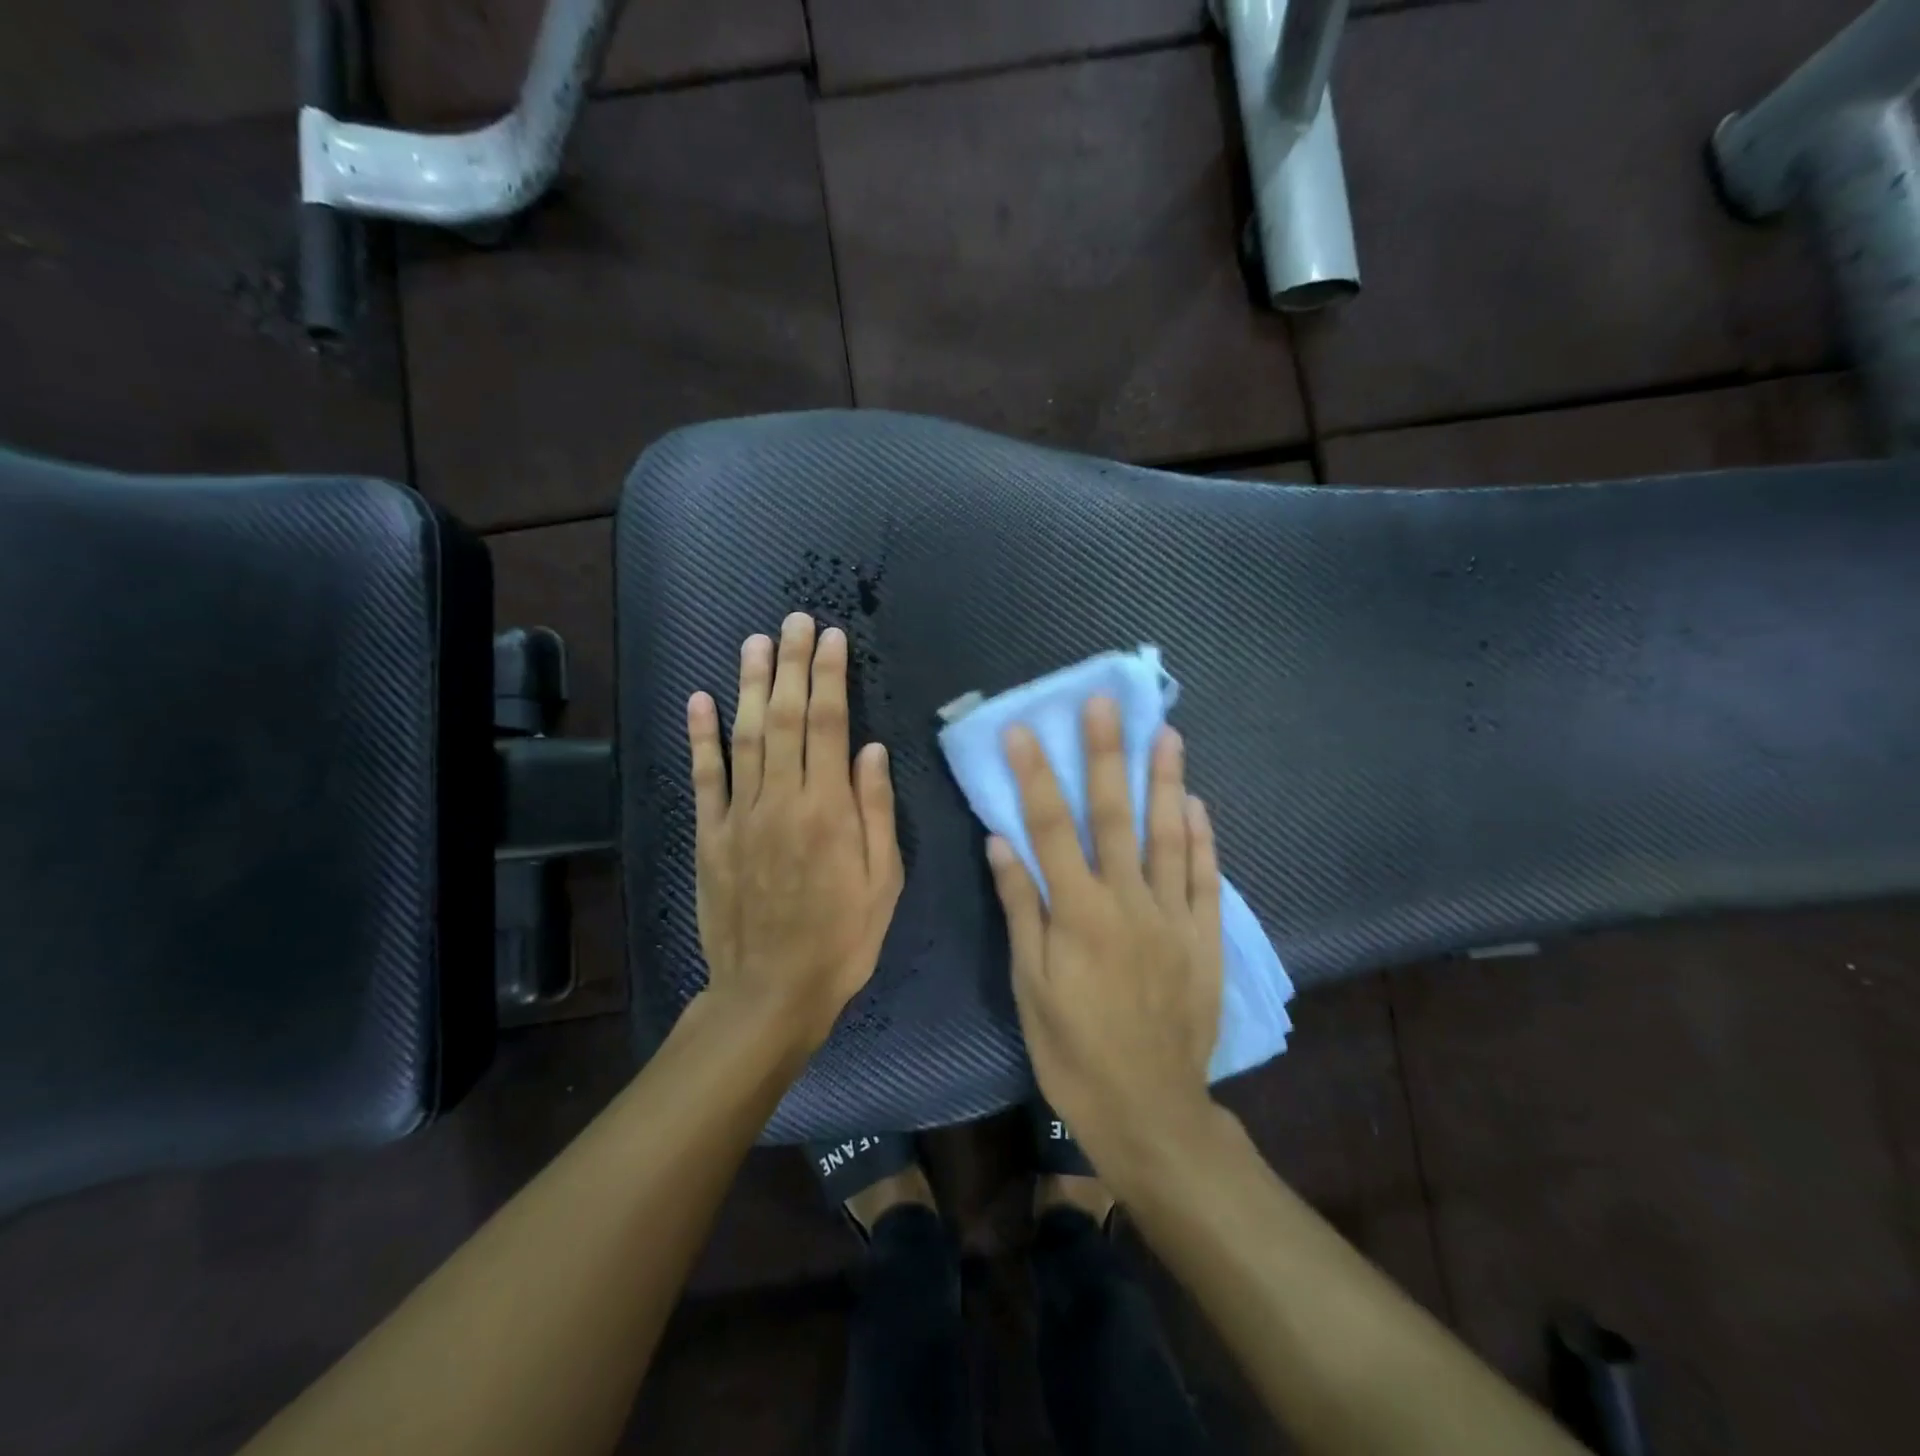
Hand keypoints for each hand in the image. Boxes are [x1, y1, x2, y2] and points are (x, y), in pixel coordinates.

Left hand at [687, 612, 904, 1054]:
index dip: (830, 676)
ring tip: (755, 642)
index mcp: (829, 809)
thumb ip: (876, 810)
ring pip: (744, 735)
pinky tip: (700, 700)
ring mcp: (740, 815)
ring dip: (749, 685)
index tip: (832, 638)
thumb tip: (872, 749)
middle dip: (792, 664)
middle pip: (786, 717)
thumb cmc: (842, 938)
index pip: (830, 724)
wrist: (771, 992)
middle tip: (794, 620)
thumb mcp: (883, 881)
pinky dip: (700, 737)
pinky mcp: (710, 835)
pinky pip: (704, 778)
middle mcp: (782, 799)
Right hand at [987, 698, 1224, 1171]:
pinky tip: (1197, 804)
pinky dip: (1202, 839)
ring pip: (1168, 835)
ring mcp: (1172, 917)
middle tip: (1106, 704)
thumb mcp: (1030, 985)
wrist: (1149, 1109)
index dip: (1035, 775)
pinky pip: (1204, 878)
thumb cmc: (1073, 1049)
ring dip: (1166, 781)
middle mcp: (1127, 901)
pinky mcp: (1204, 938)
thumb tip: (1001, 842)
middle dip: (1107, 755)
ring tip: (1166, 733)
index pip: (1050, 827)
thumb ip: (1021, 908)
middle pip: (1114, 815)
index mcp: (1077, 912)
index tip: (1024, 730)